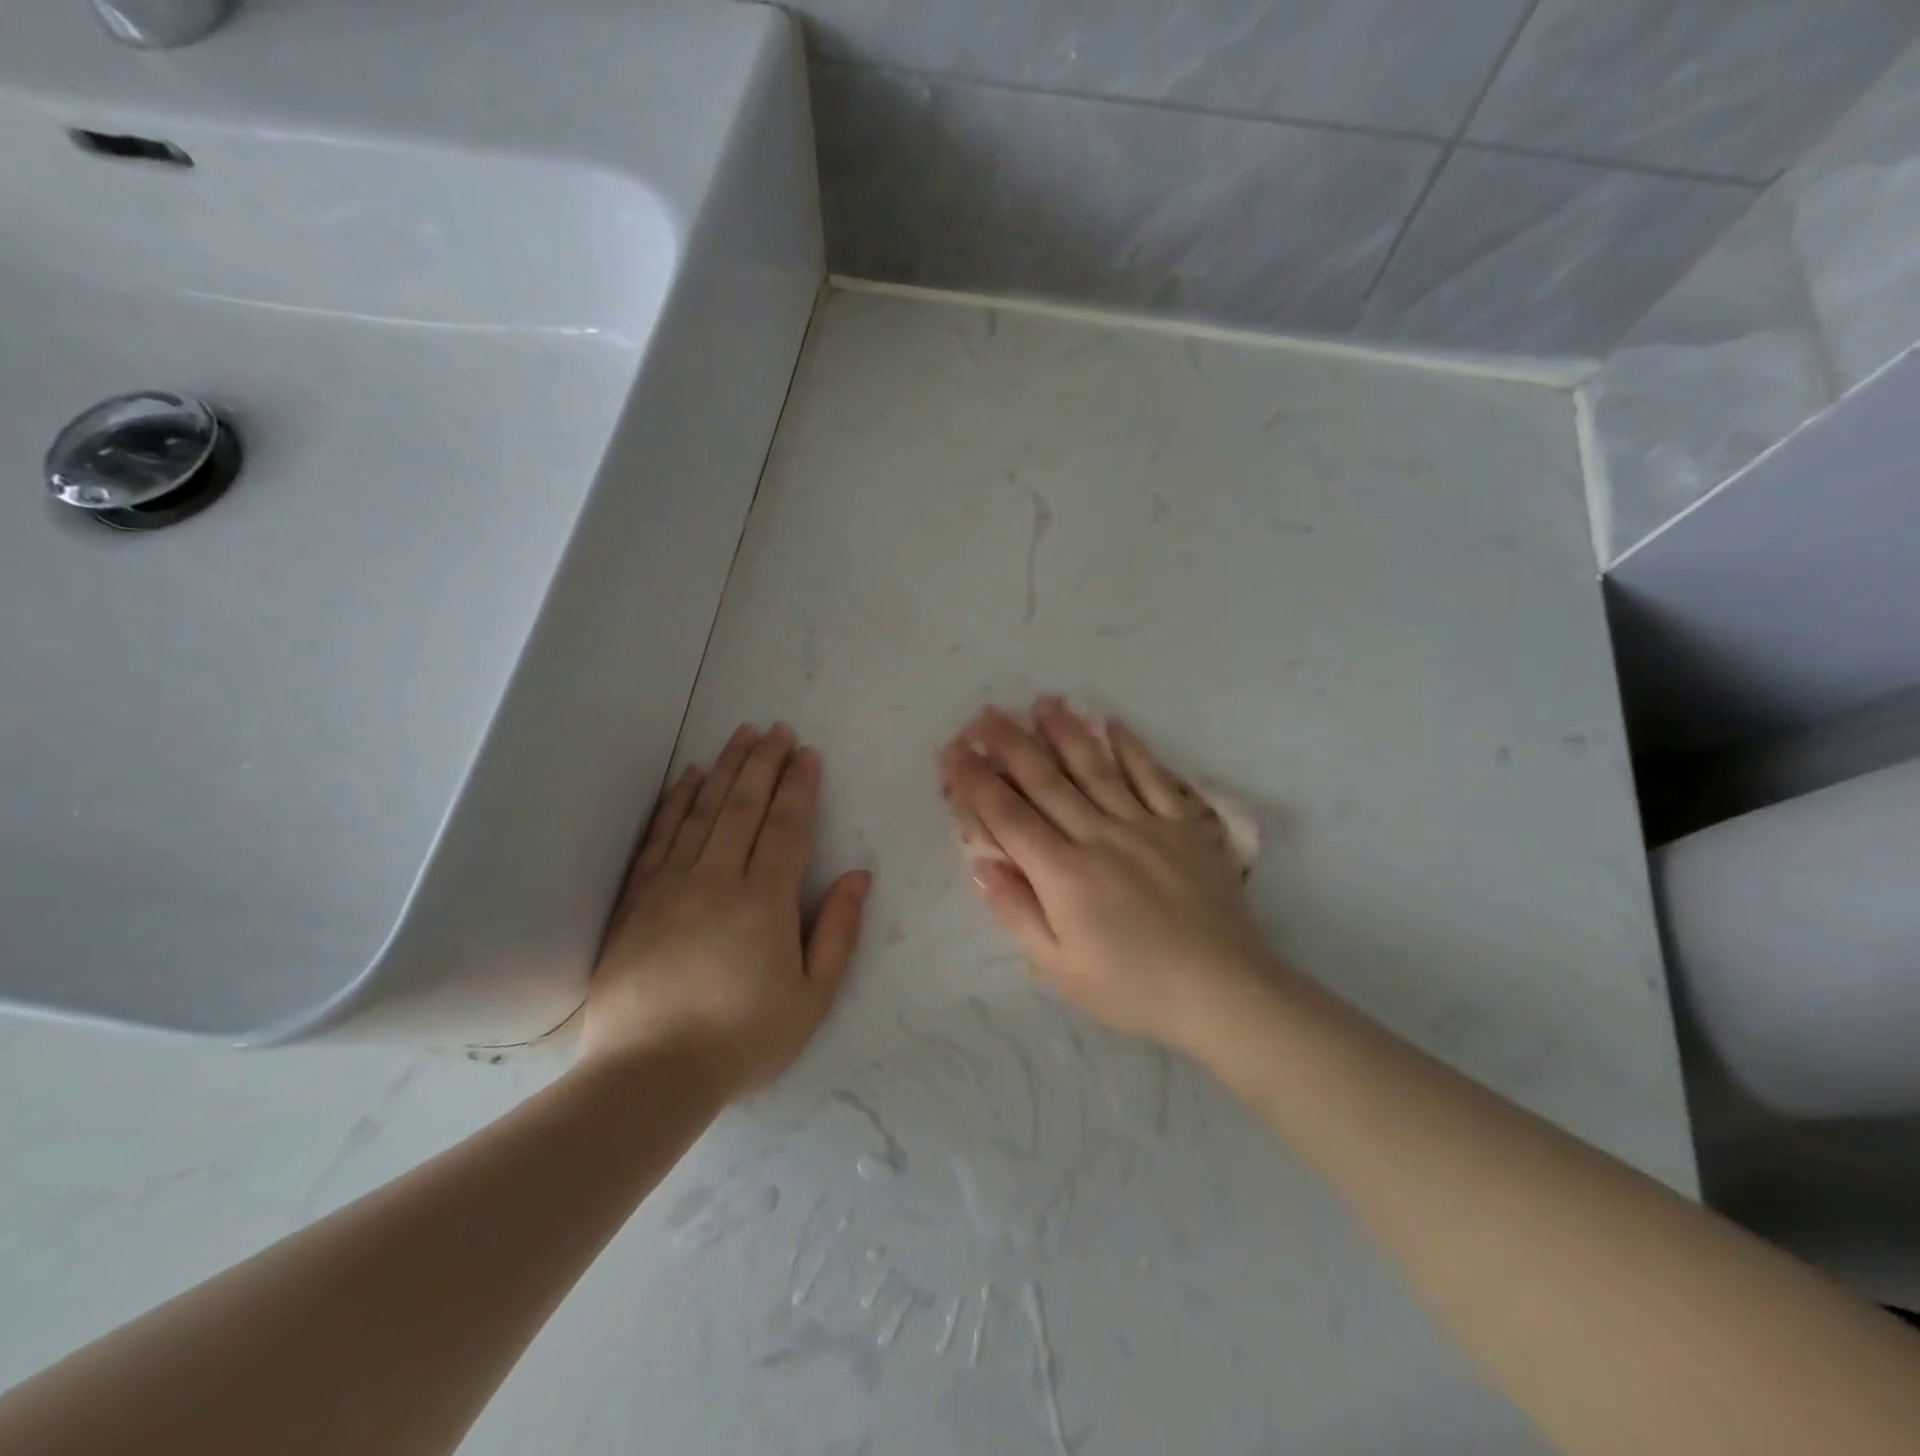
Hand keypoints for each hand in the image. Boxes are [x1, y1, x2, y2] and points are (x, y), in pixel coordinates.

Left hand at [582, 724, 869, 1100]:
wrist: (648, 1075)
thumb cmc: (743, 1039)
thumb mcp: (812, 997)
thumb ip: (838, 931)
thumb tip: (860, 876)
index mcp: (765, 901)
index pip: (786, 827)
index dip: (799, 786)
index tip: (807, 754)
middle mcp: (717, 879)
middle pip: (744, 806)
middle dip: (764, 763)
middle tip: (777, 729)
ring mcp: (670, 886)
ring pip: (702, 811)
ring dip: (725, 769)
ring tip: (740, 735)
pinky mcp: (636, 900)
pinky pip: (659, 837)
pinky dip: (676, 802)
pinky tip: (688, 779)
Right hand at [941, 697, 1279, 1054]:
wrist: (1223, 991)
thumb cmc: (1133, 988)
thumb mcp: (1060, 968)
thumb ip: (1016, 912)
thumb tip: (980, 864)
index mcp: (1063, 873)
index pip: (1008, 817)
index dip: (976, 782)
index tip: (953, 751)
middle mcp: (1098, 836)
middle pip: (1046, 782)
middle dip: (1010, 745)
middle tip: (985, 713)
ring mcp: (1144, 825)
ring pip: (1096, 769)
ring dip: (1065, 733)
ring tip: (1043, 702)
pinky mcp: (1183, 827)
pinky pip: (1154, 778)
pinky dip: (1133, 749)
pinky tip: (1114, 725)